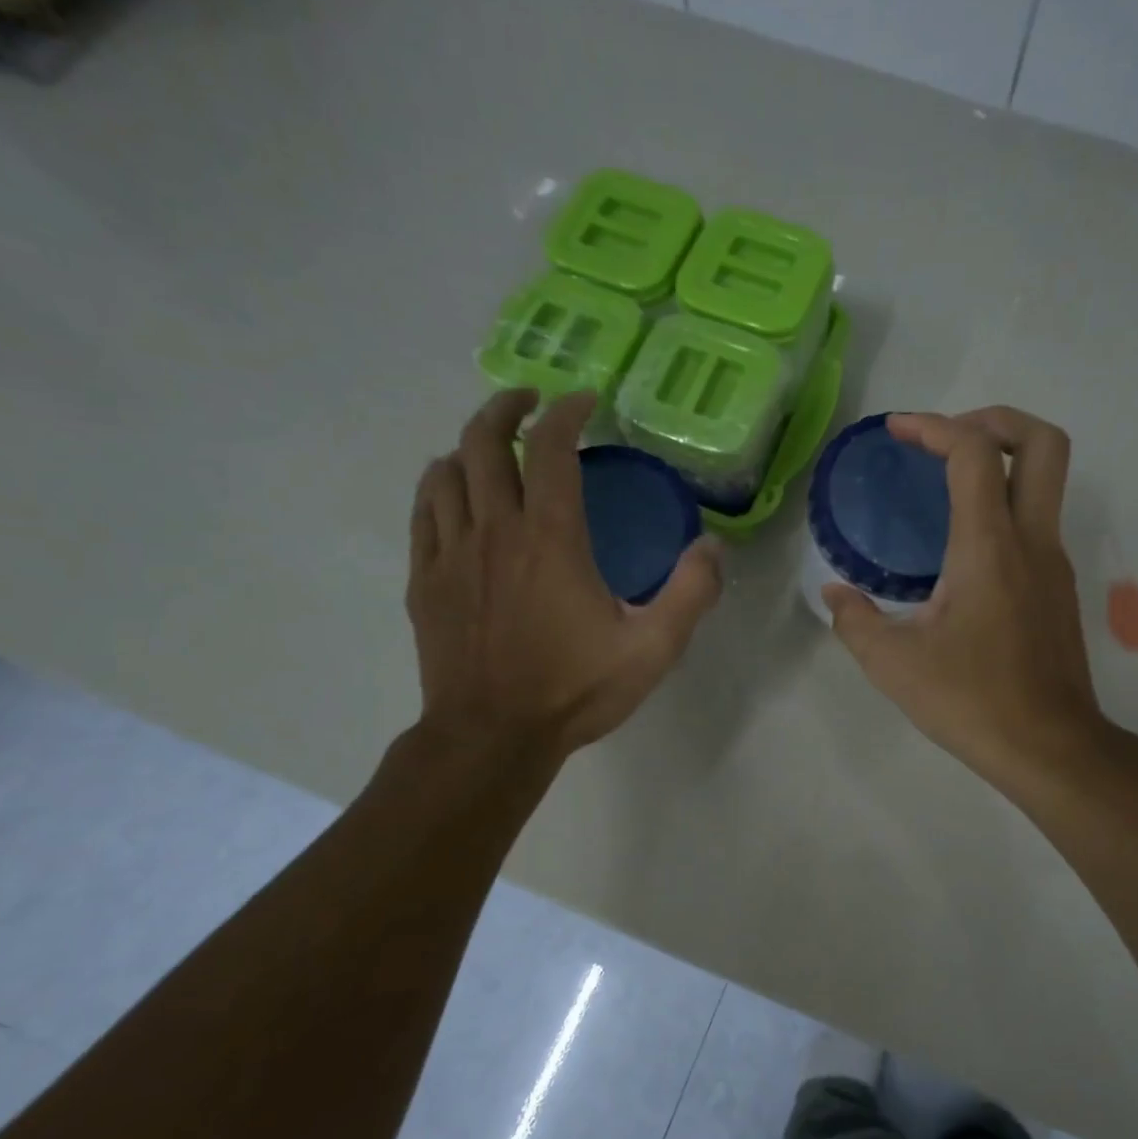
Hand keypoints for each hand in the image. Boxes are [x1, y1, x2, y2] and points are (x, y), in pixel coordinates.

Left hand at [407, 389, 721, 769]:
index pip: (552, 450)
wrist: (491, 737)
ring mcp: (452, 553)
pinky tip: (454, 492)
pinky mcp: (426, 580)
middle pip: (484, 441)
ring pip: (446, 471)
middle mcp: (495, 531)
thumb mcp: (652, 650)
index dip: (567, 413)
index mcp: (551, 539)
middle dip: (507, 408)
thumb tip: (713, 546)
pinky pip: (424, 511)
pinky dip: (439, 486)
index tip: (583, 401)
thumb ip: (690, 593)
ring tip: (493, 446)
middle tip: (530, 403)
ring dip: (470, 445)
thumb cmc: (574, 691)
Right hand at [822, 408, 1108, 789]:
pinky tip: (962, 546)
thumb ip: (855, 621)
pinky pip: (1037, 520)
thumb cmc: (971, 701)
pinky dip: (1005, 504)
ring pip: (1047, 480)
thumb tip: (836, 595)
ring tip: (946, 484)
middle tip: (947, 438)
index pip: (974, 453)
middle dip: (996, 420)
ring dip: (1002, 461)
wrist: (1050, 747)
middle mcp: (1032, 540)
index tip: (897, 431)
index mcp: (989, 547)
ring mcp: (1053, 563)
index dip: (934, 427)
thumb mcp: (893, 665)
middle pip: (1043, 442)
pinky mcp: (1058, 588)